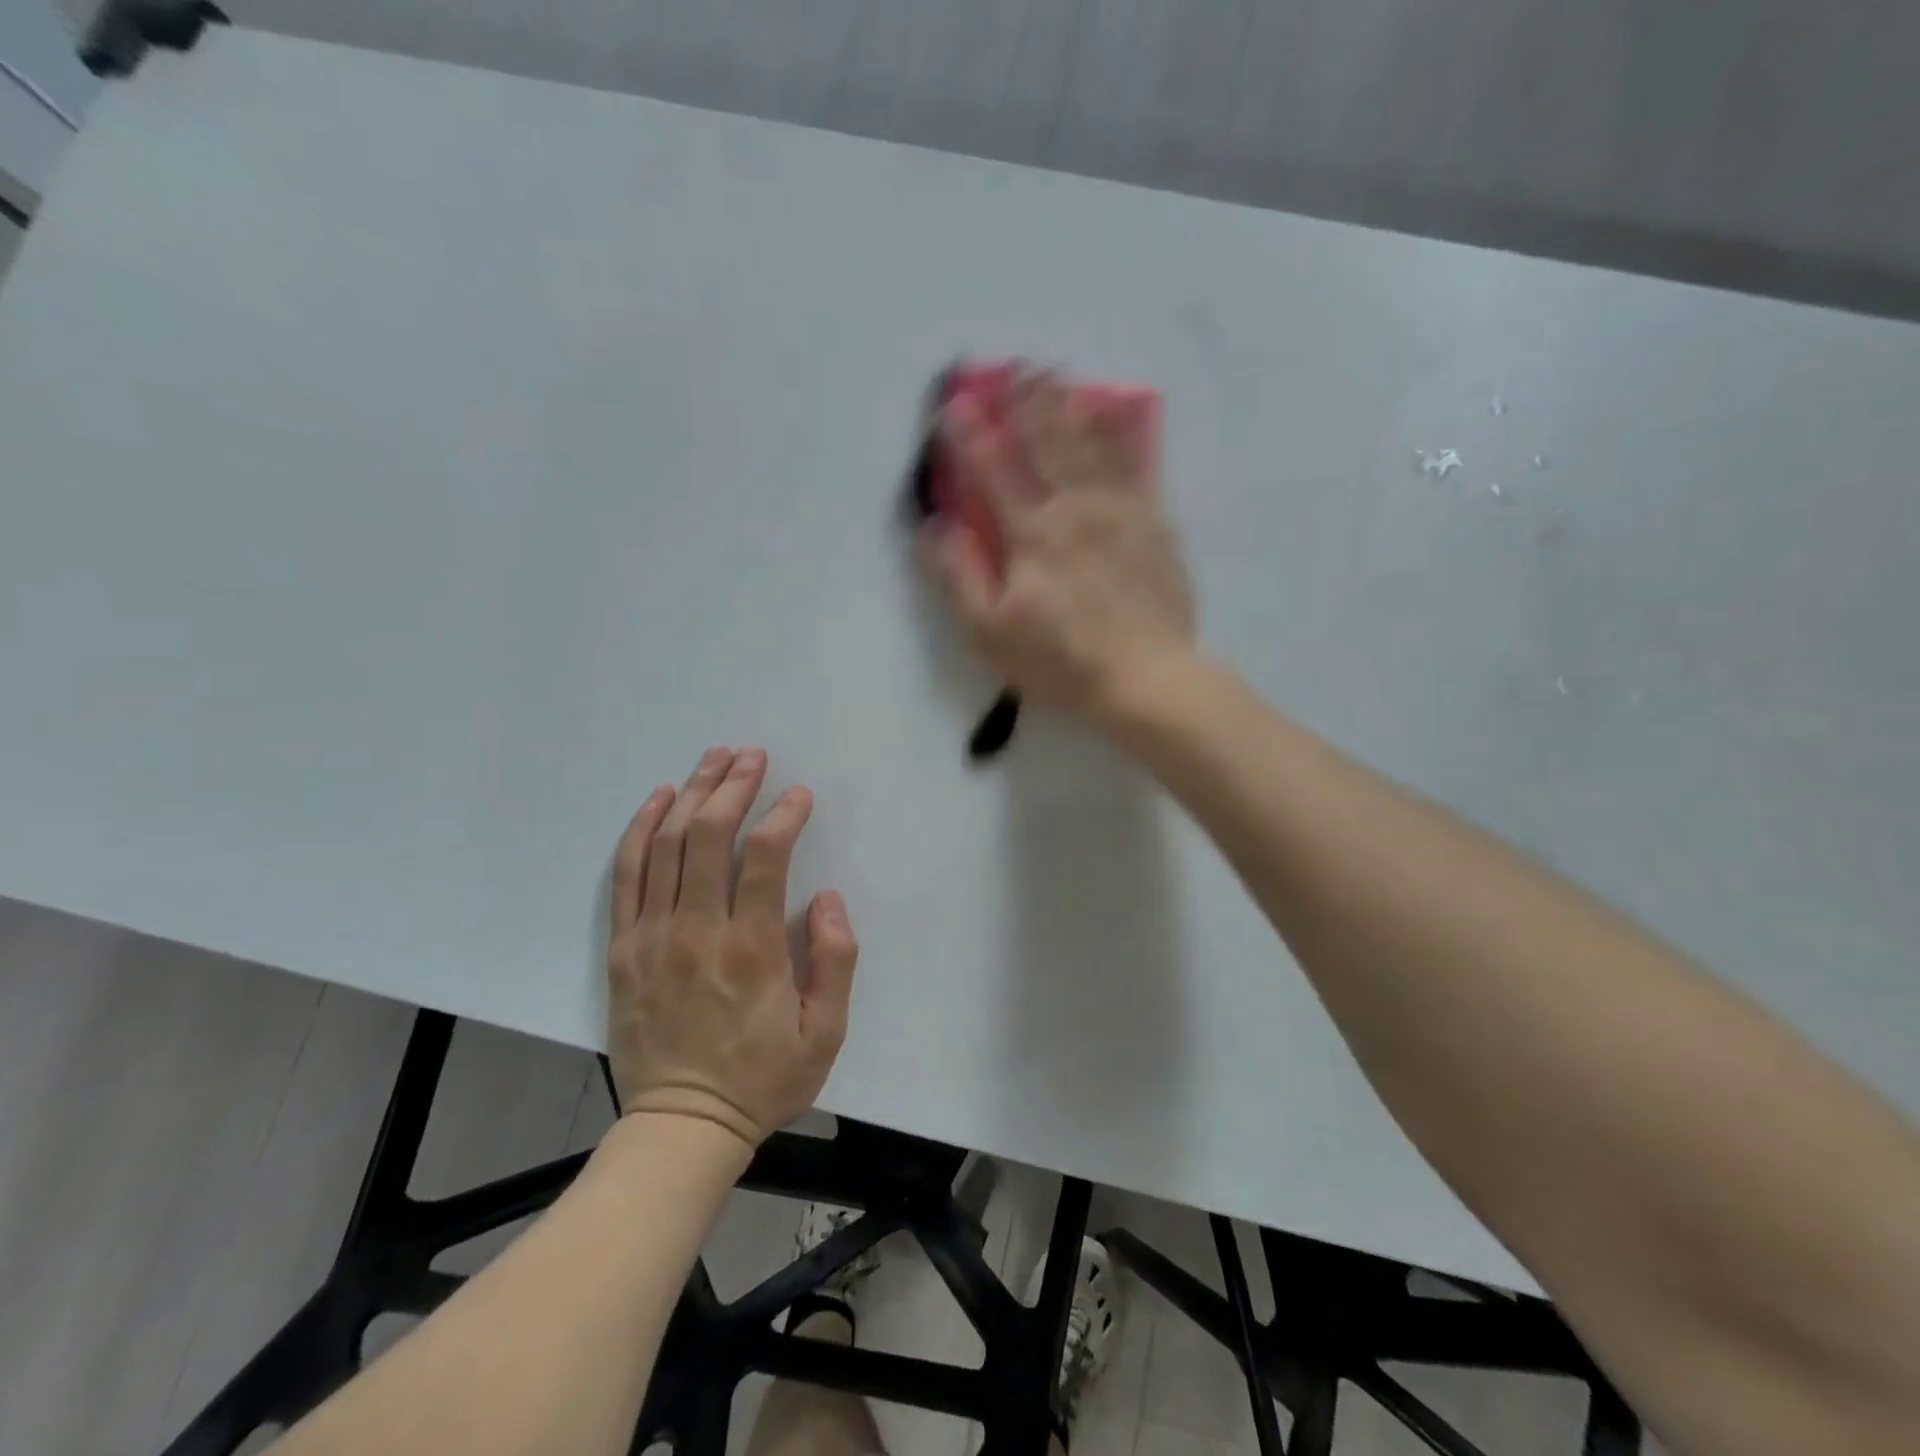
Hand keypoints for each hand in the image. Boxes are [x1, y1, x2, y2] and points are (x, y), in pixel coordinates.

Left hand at [606, 747, 857, 1148]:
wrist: (682, 1127)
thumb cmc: (762, 1079)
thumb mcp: (825, 1033)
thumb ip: (835, 959)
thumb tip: (825, 898)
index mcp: (751, 948)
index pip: (765, 857)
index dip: (784, 815)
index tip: (800, 794)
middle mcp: (697, 930)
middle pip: (710, 835)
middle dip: (734, 786)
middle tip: (751, 756)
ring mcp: (652, 936)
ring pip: (668, 845)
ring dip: (692, 794)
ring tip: (713, 760)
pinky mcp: (622, 948)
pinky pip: (627, 875)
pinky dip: (641, 830)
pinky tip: (659, 800)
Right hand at [922, 372, 1196, 723]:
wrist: (1147, 678)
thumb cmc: (1061, 662)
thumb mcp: (990, 633)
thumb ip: (959, 577)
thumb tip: (934, 527)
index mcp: (1031, 534)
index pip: (992, 469)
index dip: (969, 433)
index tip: (953, 402)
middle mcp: (1074, 507)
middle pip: (1045, 441)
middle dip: (1024, 400)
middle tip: (1011, 365)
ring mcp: (1119, 510)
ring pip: (1090, 442)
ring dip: (1067, 403)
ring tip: (1055, 372)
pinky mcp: (1154, 522)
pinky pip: (1135, 463)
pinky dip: (1119, 433)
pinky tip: (1113, 413)